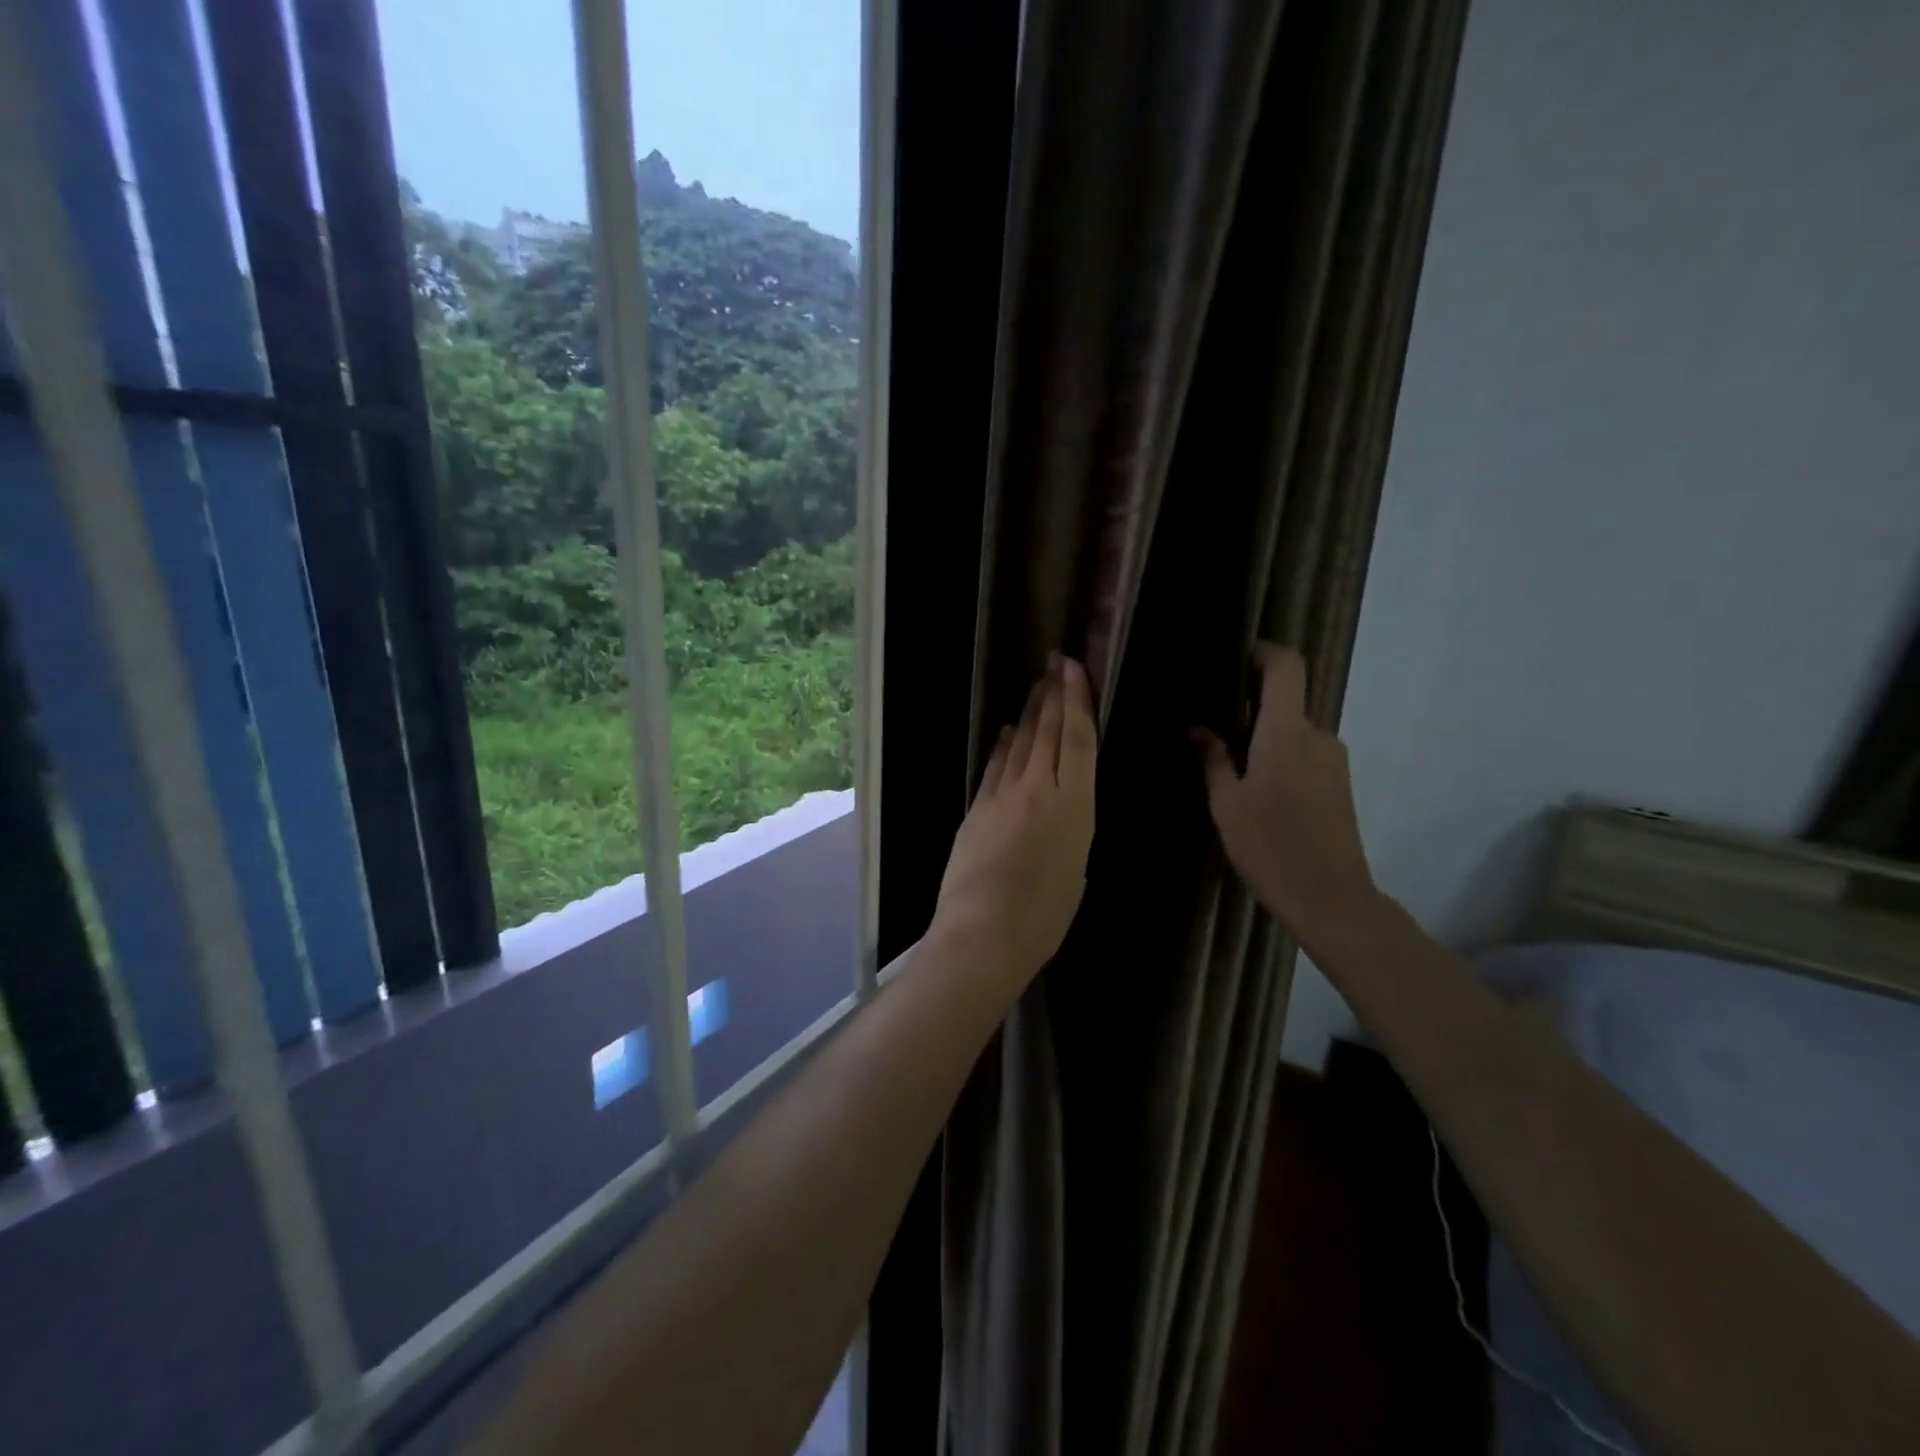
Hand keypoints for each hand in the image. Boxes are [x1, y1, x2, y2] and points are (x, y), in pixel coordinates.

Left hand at [931, 654, 1096, 986]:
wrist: (983, 933)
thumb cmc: (1044, 916)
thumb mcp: (1076, 870)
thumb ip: (1072, 830)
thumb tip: (1064, 811)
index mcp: (1074, 806)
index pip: (1077, 739)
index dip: (1077, 700)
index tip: (1073, 669)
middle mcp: (1039, 789)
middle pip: (1047, 732)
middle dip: (1052, 694)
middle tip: (1055, 663)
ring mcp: (1002, 796)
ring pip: (1020, 744)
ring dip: (1030, 713)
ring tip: (1038, 688)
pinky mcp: (977, 808)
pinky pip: (996, 767)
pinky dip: (1005, 746)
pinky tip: (1009, 733)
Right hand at [1193, 642, 1377, 949]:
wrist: (1330, 898)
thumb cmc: (1269, 847)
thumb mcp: (1226, 804)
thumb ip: (1212, 759)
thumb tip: (1197, 728)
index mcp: (1286, 732)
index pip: (1286, 667)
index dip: (1264, 652)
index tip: (1235, 658)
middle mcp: (1318, 735)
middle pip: (1286, 700)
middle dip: (1251, 707)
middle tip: (1214, 729)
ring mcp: (1335, 759)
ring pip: (1294, 730)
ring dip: (1265, 737)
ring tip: (1232, 769)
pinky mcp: (1341, 782)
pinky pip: (1306, 752)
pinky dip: (1281, 757)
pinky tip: (1260, 792)